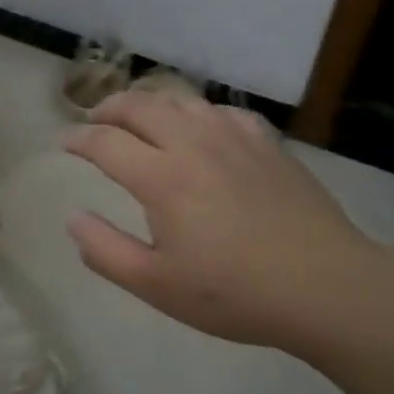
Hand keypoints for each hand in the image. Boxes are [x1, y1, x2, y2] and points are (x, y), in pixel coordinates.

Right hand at [63, 90, 386, 353]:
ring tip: (138, 116)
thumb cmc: (235, 293)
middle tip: (94, 120)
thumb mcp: (157, 286)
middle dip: (108, 108)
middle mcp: (192, 144)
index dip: (79, 140)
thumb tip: (73, 219)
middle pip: (139, 106)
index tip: (66, 144)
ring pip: (180, 100)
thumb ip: (106, 251)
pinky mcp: (267, 143)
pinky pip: (223, 112)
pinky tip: (200, 127)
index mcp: (161, 178)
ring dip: (149, 102)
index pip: (105, 142)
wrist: (328, 287)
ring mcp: (233, 138)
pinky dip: (198, 112)